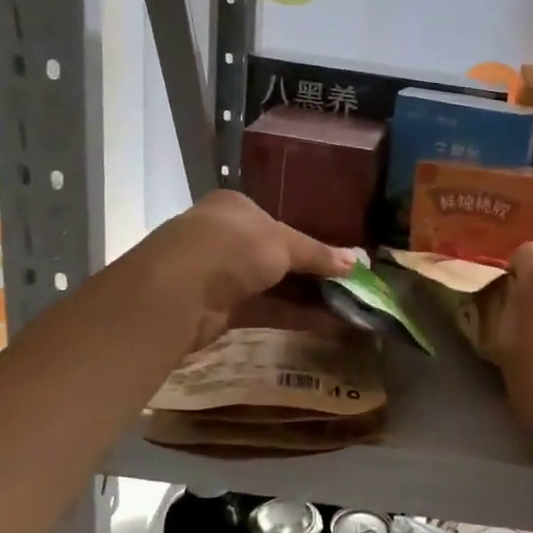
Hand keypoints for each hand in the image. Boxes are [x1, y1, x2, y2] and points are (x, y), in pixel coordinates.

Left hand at [119, 190, 354, 348]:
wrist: (177, 292)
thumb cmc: (232, 248)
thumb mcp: (283, 243)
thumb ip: (318, 254)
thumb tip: (355, 263)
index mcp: (234, 209)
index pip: (276, 222)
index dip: (309, 241)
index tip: (337, 258)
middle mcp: (224, 237)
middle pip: (276, 255)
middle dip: (311, 273)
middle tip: (348, 286)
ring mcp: (219, 275)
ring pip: (272, 285)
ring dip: (307, 296)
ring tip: (347, 307)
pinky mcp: (220, 310)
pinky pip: (265, 309)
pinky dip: (294, 315)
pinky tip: (327, 323)